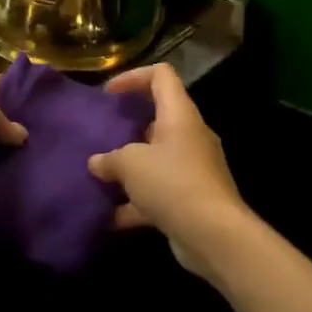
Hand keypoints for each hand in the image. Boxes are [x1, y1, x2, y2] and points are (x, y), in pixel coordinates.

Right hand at [86, 63, 248, 273]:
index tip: (108, 94)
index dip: (133, 77)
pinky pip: (159, 192)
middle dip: (127, 127)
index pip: (161, 76)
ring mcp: (192, 169)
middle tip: (101, 136)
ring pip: (156, 158)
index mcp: (179, 115)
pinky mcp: (191, 199)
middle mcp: (189, 136)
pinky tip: (110, 216)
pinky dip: (136, 202)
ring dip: (130, 168)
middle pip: (158, 118)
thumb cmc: (172, 183)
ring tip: (100, 176)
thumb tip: (97, 163)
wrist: (214, 235)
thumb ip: (109, 159)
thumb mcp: (130, 164)